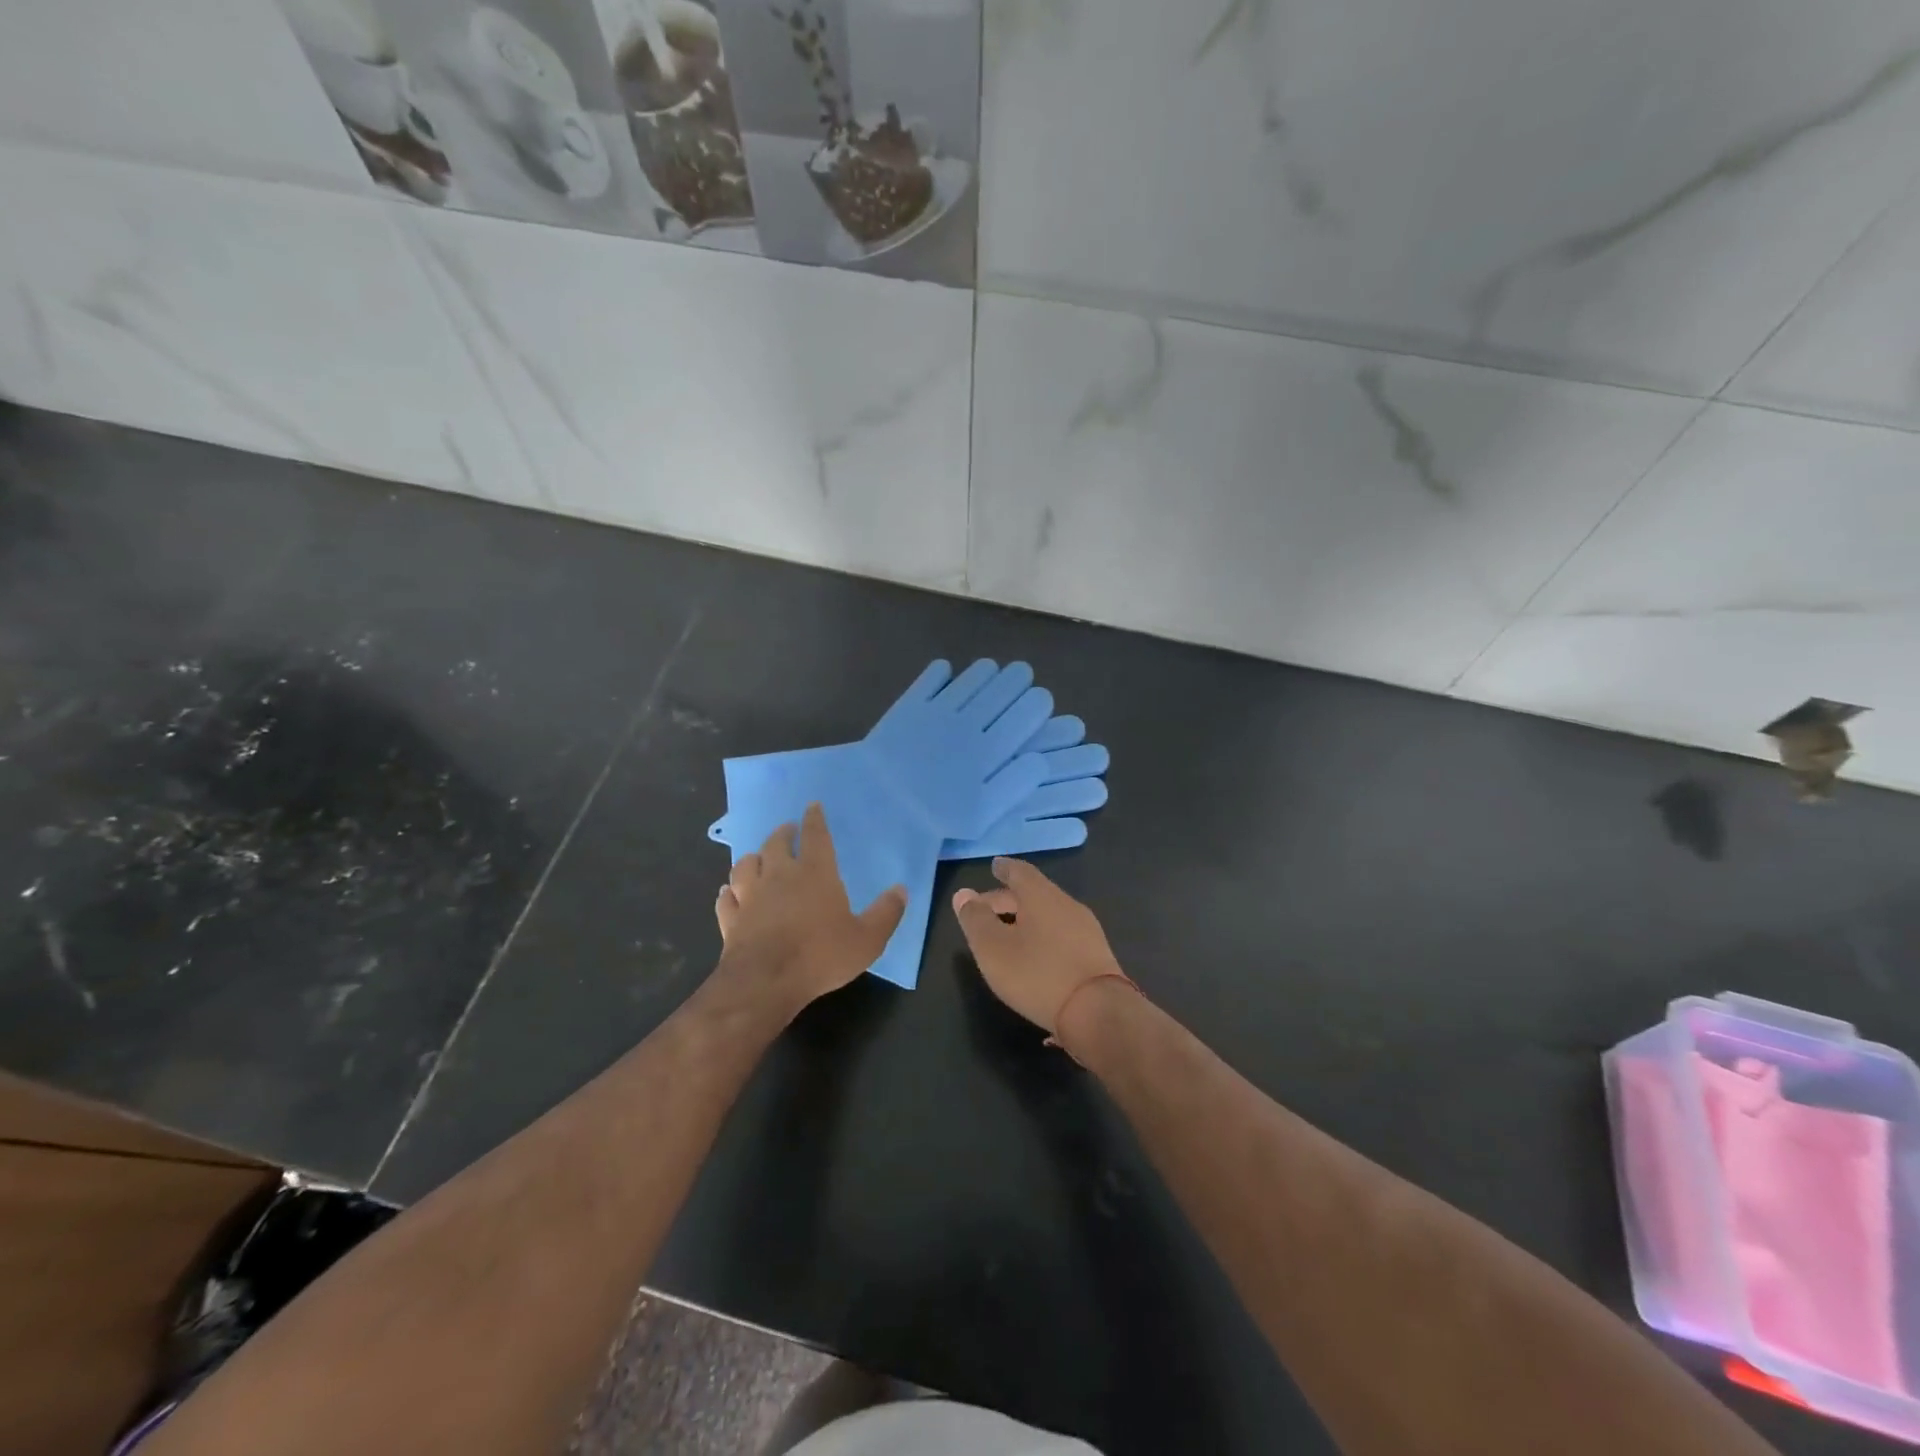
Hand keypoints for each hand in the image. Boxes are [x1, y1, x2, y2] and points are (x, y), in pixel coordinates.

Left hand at [715, 803, 906, 1015]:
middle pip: (776, 844)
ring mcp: (750, 897)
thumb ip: (886, 913)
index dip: (815, 819)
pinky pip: (726, 899)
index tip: (812, 806)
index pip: (815, 835)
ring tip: (757, 857)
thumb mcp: (867, 939)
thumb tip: (901, 890)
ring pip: (745, 865)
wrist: (765, 982)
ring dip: (752, 858)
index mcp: (815, 873)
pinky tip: (729, 892)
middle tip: (787, 830)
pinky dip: (729, 892)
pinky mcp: (730, 920)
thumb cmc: (820, 956)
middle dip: (782, 834)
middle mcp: (779, 876)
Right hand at [952, 858, 1125, 1035]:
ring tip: (1008, 936)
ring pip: (1049, 915)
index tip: (994, 866)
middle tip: (986, 910)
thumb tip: (963, 894)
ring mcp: (1086, 930)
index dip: (1004, 869)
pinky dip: (1044, 937)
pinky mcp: (1096, 955)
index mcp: (1041, 896)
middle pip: (1034, 894)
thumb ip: (976, 919)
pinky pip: (1063, 935)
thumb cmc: (1038, 974)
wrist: (1099, 1012)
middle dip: (1008, 900)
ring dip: (1026, 920)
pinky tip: (1036, 957)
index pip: (1020, 872)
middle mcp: (1066, 904)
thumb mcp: (993, 948)